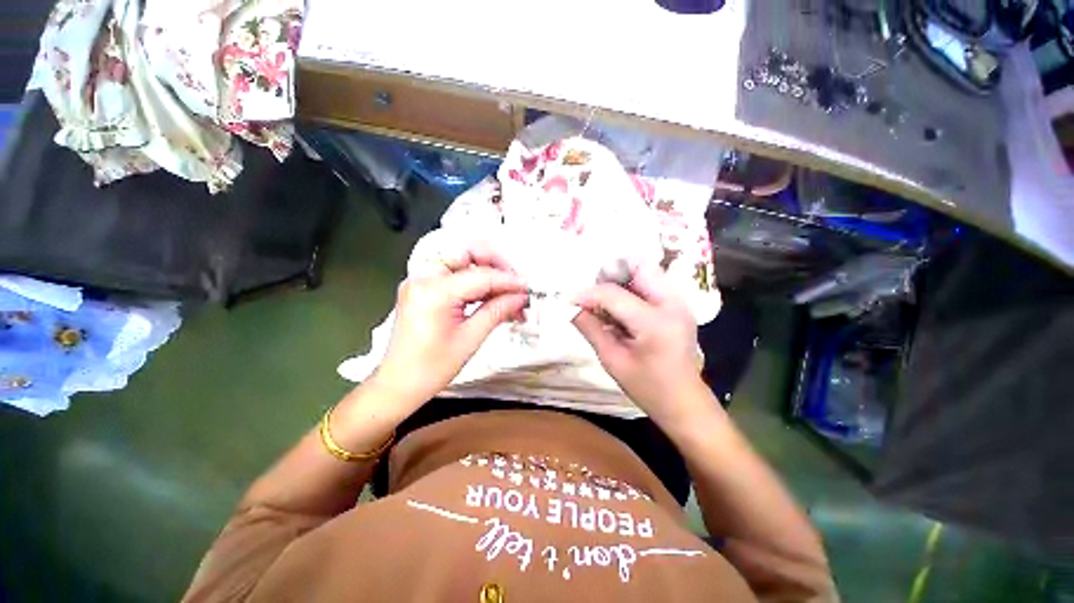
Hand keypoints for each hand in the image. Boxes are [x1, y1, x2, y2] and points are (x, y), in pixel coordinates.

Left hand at [372, 240, 527, 405]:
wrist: (398, 384)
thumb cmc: (432, 367)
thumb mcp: (470, 339)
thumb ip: (497, 311)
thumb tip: (521, 297)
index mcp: (434, 291)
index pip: (481, 275)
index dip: (508, 280)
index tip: (527, 288)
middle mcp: (423, 277)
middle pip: (467, 252)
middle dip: (495, 264)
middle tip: (515, 283)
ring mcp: (421, 281)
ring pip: (462, 261)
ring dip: (487, 273)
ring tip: (507, 294)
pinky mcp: (423, 288)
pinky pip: (454, 275)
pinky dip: (474, 282)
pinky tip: (490, 297)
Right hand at [572, 264, 714, 426]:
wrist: (684, 403)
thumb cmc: (647, 388)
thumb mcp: (612, 360)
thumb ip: (590, 328)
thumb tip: (570, 308)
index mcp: (654, 322)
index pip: (613, 294)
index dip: (587, 294)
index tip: (569, 300)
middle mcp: (672, 304)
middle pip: (639, 266)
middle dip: (611, 274)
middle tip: (592, 294)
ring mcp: (679, 303)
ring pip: (646, 272)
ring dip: (621, 281)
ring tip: (604, 302)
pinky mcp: (677, 306)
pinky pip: (650, 284)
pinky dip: (630, 290)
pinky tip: (619, 310)